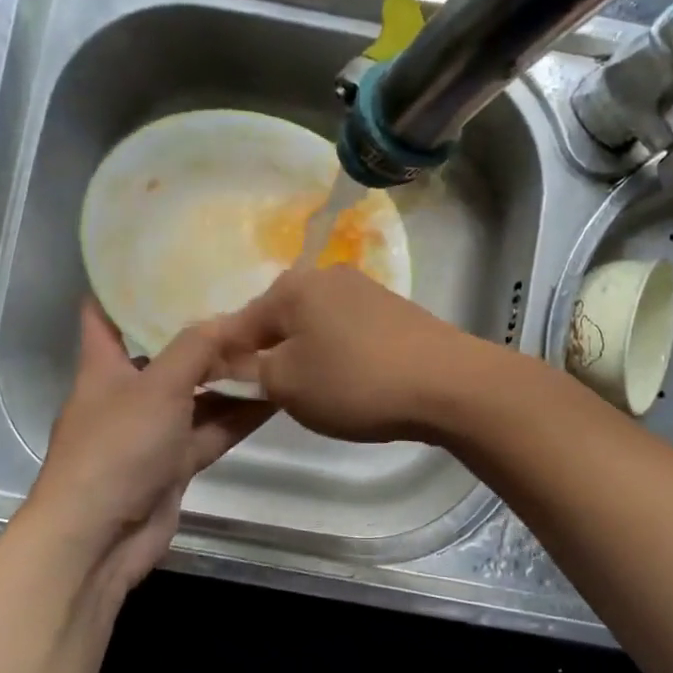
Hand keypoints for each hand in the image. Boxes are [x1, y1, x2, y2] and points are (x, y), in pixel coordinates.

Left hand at [24, 302, 270, 605]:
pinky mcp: (174, 464)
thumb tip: (231, 319)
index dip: (126, 286)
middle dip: (201, 333)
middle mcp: (127, 393)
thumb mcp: (156, 386)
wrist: (99, 539)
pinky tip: (275, 395)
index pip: (104, 313)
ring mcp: (152, 431)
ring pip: (196, 395)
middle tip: (246, 302)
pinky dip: (238, 416)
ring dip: (229, 378)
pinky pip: (211, 430)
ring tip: (273, 345)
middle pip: (165, 354)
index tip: (166, 260)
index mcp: (104, 366)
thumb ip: (195, 348)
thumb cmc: (115, 449)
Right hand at [215, 266, 486, 442]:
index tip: (224, 393)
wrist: (448, 383)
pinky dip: (339, 356)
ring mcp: (365, 290)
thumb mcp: (287, 384)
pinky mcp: (394, 311)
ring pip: (314, 327)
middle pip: (279, 321)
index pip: (238, 324)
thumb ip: (249, 373)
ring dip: (305, 357)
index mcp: (292, 287)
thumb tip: (232, 365)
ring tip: (315, 394)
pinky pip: (347, 333)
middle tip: (273, 397)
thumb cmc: (356, 381)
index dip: (226, 361)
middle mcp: (326, 276)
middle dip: (270, 357)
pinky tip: (351, 382)